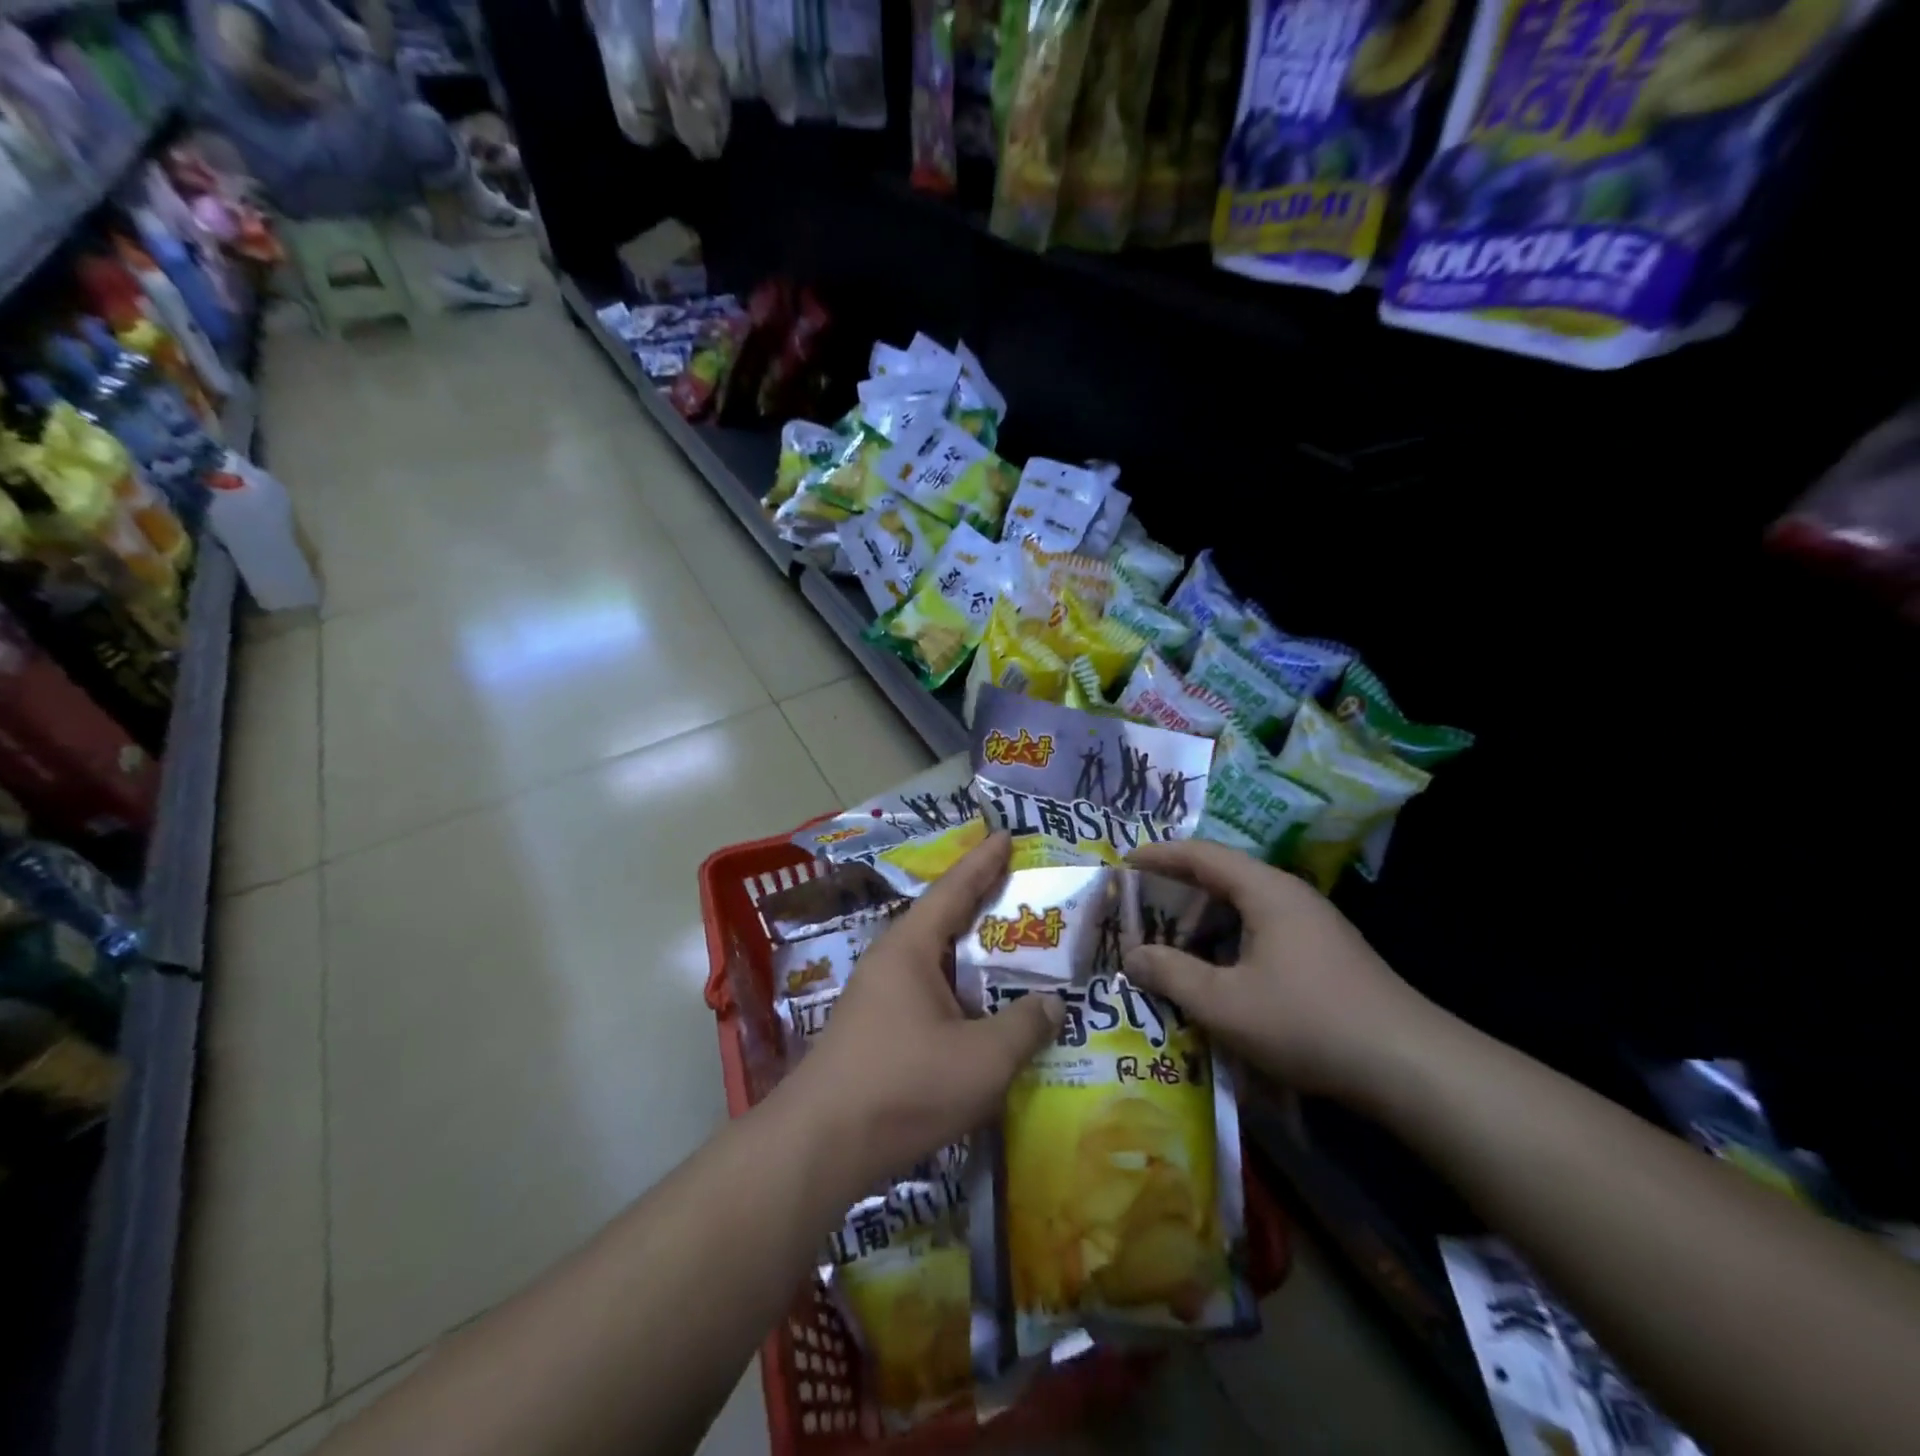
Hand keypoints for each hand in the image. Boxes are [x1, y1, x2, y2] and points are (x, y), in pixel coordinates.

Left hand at [780, 832, 1063, 1187]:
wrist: (821, 1146)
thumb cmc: (904, 1086)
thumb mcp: (982, 1059)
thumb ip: (1023, 1026)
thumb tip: (1052, 1004)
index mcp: (910, 949)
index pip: (953, 890)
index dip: (982, 862)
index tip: (1005, 836)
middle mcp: (890, 961)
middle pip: (941, 920)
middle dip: (979, 903)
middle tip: (1017, 889)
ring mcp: (877, 997)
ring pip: (933, 960)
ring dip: (968, 952)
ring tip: (1008, 947)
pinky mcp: (874, 1030)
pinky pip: (925, 991)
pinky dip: (956, 987)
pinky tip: (977, 1007)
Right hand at [1123, 839, 1440, 1104]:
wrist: (1410, 1066)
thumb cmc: (1308, 1022)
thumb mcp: (1224, 1003)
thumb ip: (1171, 974)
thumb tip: (1132, 956)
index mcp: (1266, 891)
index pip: (1202, 854)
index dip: (1159, 855)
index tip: (1123, 863)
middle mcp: (1289, 896)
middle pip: (1222, 877)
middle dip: (1176, 889)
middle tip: (1137, 908)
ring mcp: (1312, 925)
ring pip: (1243, 908)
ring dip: (1203, 920)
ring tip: (1168, 941)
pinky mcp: (1324, 954)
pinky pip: (1261, 931)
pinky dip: (1228, 940)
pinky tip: (1215, 973)